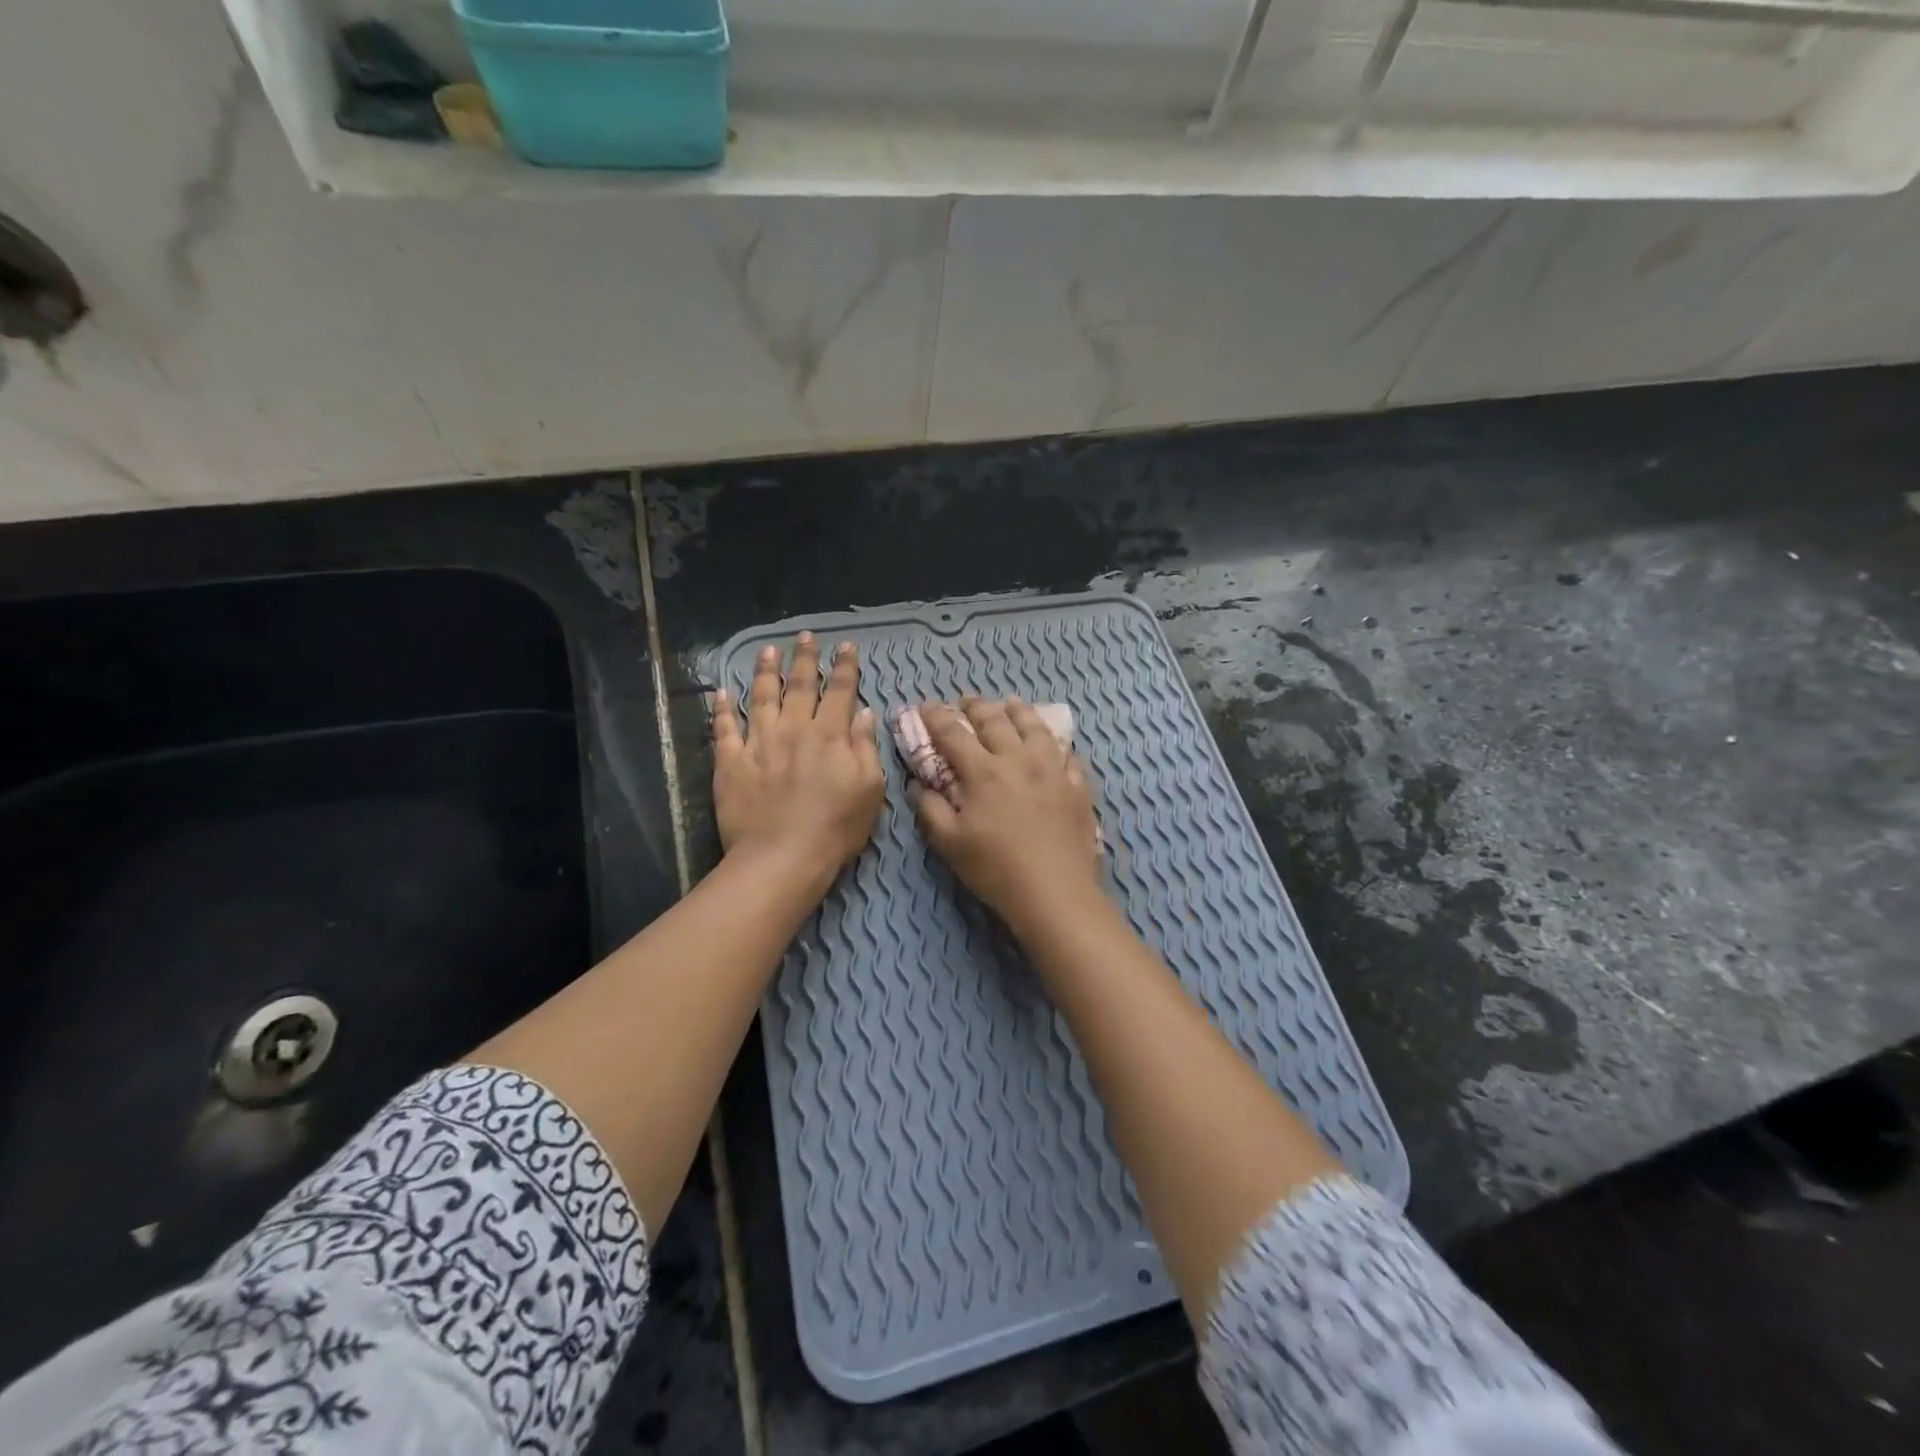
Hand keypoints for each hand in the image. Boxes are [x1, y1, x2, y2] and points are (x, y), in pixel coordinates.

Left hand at [713, 634, 884, 886]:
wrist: (782, 857)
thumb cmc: (836, 827)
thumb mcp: (869, 789)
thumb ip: (866, 747)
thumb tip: (864, 713)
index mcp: (830, 735)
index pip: (840, 691)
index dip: (844, 667)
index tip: (845, 645)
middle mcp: (794, 729)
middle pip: (800, 686)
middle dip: (805, 658)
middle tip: (805, 636)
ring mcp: (759, 743)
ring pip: (761, 697)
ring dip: (765, 671)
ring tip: (767, 650)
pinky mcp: (731, 762)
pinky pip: (724, 728)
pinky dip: (723, 708)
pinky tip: (722, 692)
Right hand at [911, 698, 1103, 932]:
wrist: (1055, 892)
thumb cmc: (995, 869)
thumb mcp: (949, 842)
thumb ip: (930, 807)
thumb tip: (919, 783)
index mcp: (983, 771)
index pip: (954, 732)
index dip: (936, 716)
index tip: (926, 707)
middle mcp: (1018, 759)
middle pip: (996, 720)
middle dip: (976, 706)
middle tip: (966, 701)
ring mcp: (1053, 770)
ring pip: (1036, 728)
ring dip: (1019, 711)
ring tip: (1011, 704)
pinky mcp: (1078, 786)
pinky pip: (1068, 755)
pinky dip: (1056, 744)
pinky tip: (1054, 745)